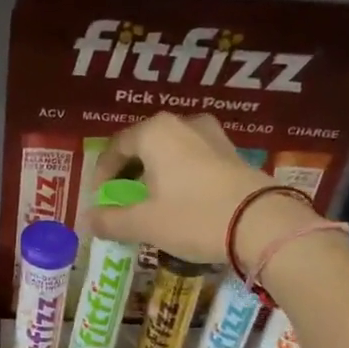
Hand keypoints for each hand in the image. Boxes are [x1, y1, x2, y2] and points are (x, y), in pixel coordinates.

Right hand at [85, 112, 316, 268]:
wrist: (261, 224)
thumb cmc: (193, 217)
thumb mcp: (145, 224)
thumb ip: (111, 221)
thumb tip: (88, 221)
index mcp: (155, 132)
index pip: (115, 147)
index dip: (102, 176)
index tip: (98, 201)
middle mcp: (183, 124)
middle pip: (144, 147)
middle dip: (128, 175)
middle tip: (122, 203)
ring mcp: (213, 136)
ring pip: (170, 153)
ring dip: (155, 177)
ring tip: (150, 205)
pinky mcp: (233, 154)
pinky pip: (193, 161)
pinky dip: (178, 178)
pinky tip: (180, 203)